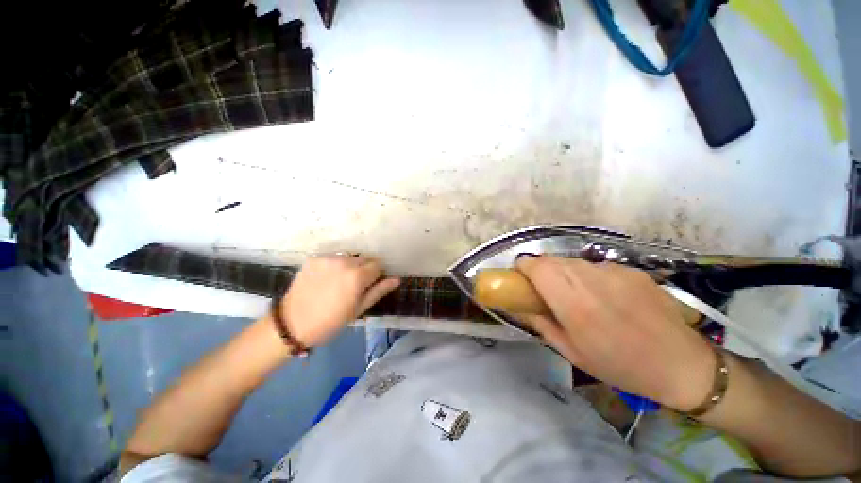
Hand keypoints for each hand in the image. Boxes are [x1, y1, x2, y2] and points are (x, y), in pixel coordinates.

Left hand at [278, 255, 399, 347]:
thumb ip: (378, 291)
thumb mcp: (358, 309)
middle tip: (354, 285)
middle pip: (365, 259)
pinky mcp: (314, 258)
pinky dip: (335, 265)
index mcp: (357, 276)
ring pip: (350, 257)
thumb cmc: (330, 321)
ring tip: (339, 281)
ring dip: (350, 266)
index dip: (376, 276)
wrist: (292, 324)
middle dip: (364, 269)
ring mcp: (328, 258)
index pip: (378, 265)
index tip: (369, 286)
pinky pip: (334, 257)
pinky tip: (327, 278)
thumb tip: (396, 279)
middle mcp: (344, 262)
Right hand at [515, 256, 714, 410]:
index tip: (521, 277)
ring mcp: (614, 271)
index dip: (524, 266)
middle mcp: (591, 279)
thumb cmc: (620, 366)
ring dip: (565, 273)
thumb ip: (542, 324)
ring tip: (576, 294)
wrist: (682, 365)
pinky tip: (605, 296)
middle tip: (544, 289)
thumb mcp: (571, 353)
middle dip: (541, 270)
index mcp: (573, 302)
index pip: (537, 266)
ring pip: (573, 261)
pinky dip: (590, 276)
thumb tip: (523, 307)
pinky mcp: (632, 270)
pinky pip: (597, 266)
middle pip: (552, 260)